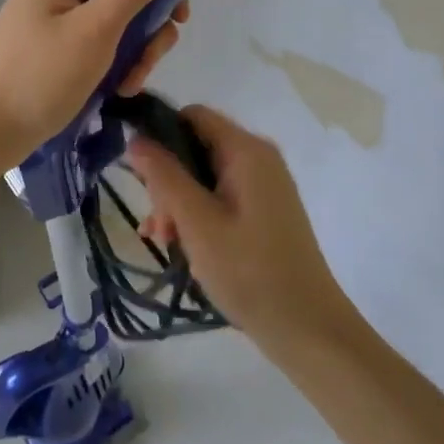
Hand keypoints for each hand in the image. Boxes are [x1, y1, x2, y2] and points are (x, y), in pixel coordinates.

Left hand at [0, 0, 188, 166]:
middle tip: (146, 64)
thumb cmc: (40, 77)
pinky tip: (115, 91)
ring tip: (127, 86)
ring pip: (113, 25)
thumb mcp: (96, 30)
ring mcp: (52, 22)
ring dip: (131, 54)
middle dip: (144, 30)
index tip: (179, 18)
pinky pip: (96, 47)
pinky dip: (111, 67)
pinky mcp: (52, 52)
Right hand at [128, 106, 360, 354]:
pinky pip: (219, 197)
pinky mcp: (263, 211)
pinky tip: (180, 245)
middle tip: (157, 223)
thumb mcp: (197, 222)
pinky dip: (197, 214)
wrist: (307, 328)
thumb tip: (135, 138)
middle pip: (196, 146)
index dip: (158, 132)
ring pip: (204, 175)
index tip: (135, 170)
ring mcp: (263, 186)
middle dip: (167, 179)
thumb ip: (164, 176)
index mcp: (246, 151)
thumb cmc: (249, 271)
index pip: (192, 115)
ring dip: (178, 202)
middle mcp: (258, 158)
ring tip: (163, 240)